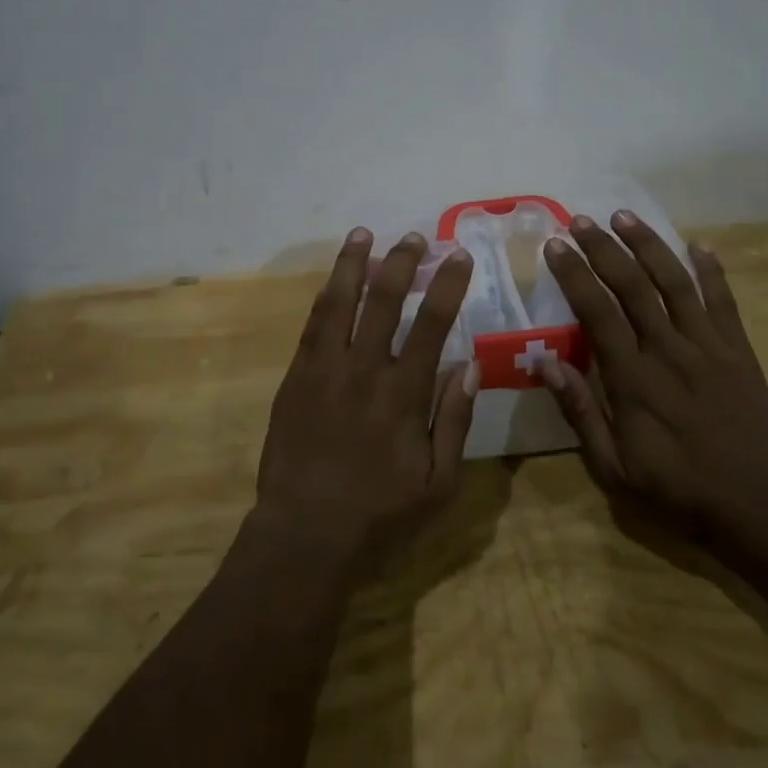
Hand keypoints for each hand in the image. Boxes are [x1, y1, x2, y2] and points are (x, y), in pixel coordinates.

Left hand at [254, 227, 478, 573]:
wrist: (305, 533)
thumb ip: (455, 419)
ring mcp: (324, 369)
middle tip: (418, 238)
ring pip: (340, 302)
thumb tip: (471, 364)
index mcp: (404, 393)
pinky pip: (312, 325)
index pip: (431, 323)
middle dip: (403, 262)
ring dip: (354, 264)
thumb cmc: (380, 514)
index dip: (448, 285)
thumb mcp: (439, 482)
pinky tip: (333, 280)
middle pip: (384, 300)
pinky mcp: (296, 377)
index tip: (459, 256)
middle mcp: (364, 369)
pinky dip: (325, 296)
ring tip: (363, 235)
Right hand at [538, 210, 767, 552]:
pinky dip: (712, 271)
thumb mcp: (614, 468)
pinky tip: (699, 244)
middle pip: (633, 286)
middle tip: (582, 220)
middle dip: (605, 249)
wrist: (760, 508)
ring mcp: (709, 347)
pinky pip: (724, 302)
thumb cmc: (677, 490)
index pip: (597, 312)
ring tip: (625, 216)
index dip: (575, 275)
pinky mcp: (740, 352)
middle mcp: (669, 351)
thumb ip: (580, 413)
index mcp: (633, 379)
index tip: (556, 245)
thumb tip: (544, 363)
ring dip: (649, 246)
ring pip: (676, 283)